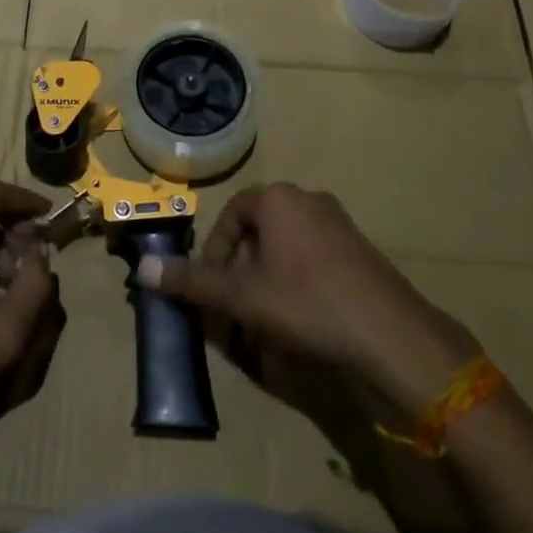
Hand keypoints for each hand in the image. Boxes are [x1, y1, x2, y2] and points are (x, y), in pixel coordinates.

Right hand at [137, 182, 478, 413]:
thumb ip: (191, 282)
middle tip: (236, 309)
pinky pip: (314, 259)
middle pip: (258, 231)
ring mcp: (339, 223)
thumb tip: (142, 270)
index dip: (215, 253)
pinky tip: (301, 322)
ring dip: (267, 281)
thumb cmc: (306, 303)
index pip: (231, 216)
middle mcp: (308, 200)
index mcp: (278, 199)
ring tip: (265, 322)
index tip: (213, 289)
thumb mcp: (241, 296)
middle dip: (241, 271)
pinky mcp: (360, 250)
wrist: (389, 333)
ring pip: (286, 248)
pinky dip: (297, 284)